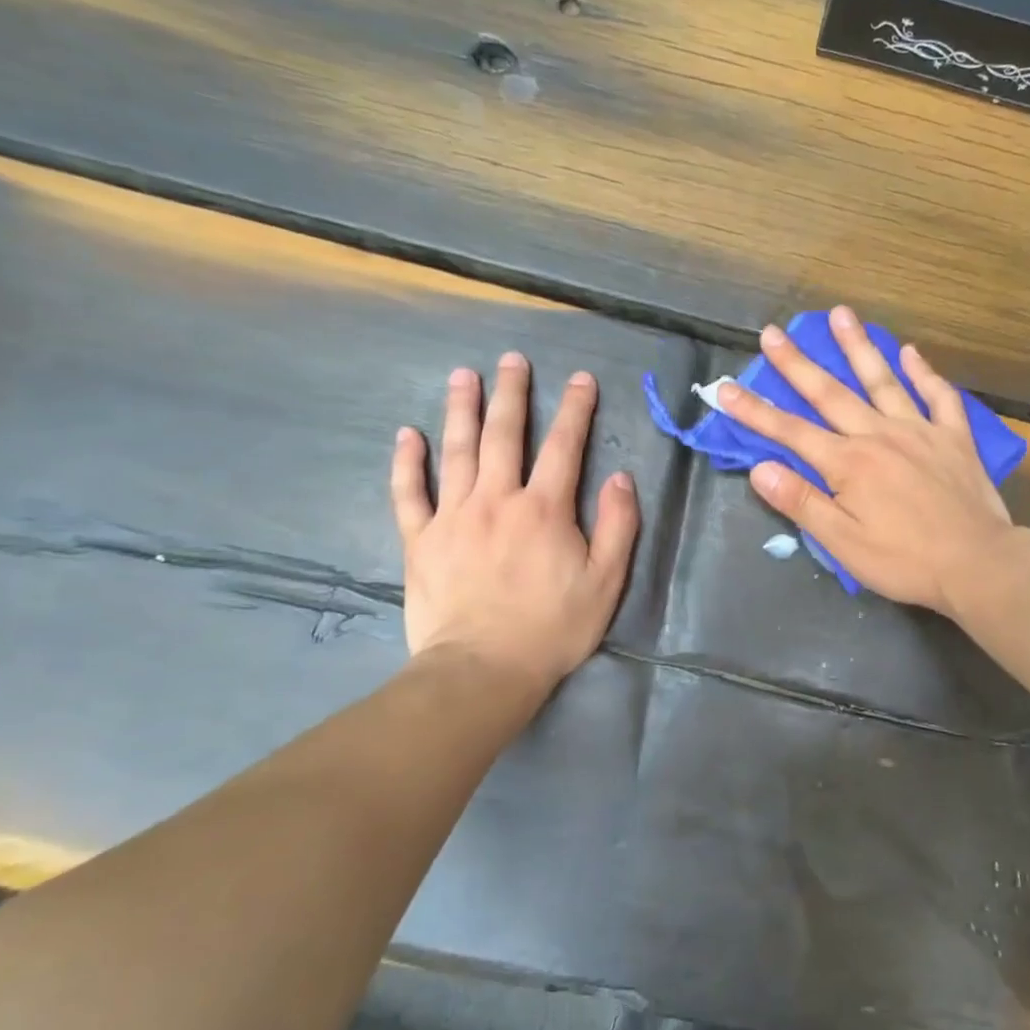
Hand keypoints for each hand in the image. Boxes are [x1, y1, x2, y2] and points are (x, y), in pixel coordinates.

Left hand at [390, 352, 639, 695]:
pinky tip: (407, 435)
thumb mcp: (606, 581)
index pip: (565, 446)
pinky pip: (409, 493)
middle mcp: (497, 500)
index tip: (581, 379)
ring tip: (463, 376)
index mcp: (544, 509)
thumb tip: (621, 478)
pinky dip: (408, 462)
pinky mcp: (421, 540)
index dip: (575, 409)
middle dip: (512, 393)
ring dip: (461, 410)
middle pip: (505, 435)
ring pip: (457, 451)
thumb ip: (618, 526)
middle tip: (512, 360)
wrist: (483, 670)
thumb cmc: (552, 628)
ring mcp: (453, 517)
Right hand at [713, 307, 1014, 615]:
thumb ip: (801, 502)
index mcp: (848, 464)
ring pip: (882, 380)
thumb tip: (760, 468)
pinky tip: (911, 351)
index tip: (725, 388)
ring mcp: (920, 431)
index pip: (790, 432)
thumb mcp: (843, 543)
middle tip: (773, 332)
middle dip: (797, 364)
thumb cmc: (905, 561)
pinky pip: (939, 396)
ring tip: (841, 314)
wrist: (978, 563)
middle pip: (830, 393)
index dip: (754, 411)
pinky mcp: (954, 437)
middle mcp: (879, 435)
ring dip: (858, 346)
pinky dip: (924, 372)